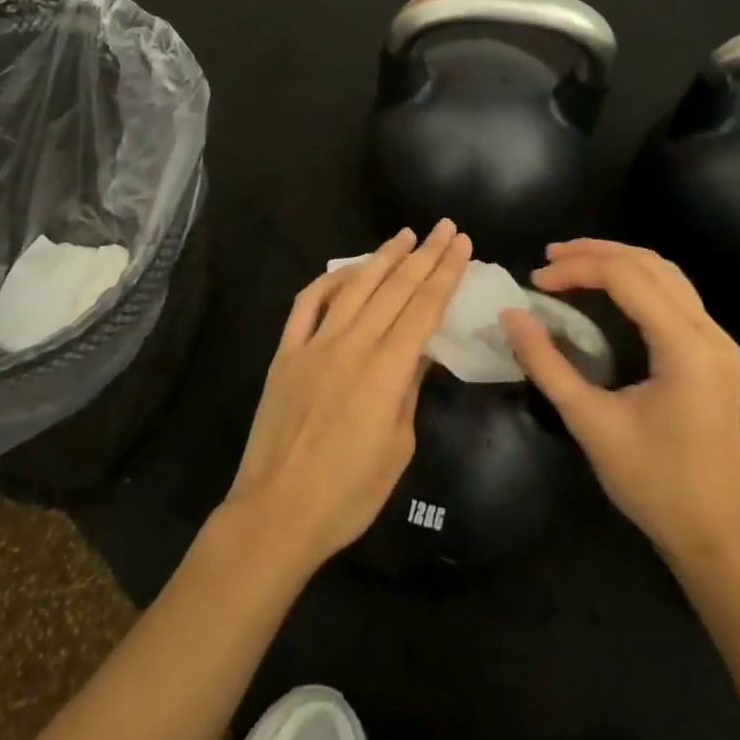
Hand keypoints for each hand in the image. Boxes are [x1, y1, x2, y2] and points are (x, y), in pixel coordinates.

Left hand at [225, 220, 471, 576]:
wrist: (277, 512)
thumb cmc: (348, 494)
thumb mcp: (398, 447)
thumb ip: (409, 390)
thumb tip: (422, 351)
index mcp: (385, 370)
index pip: (424, 308)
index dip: (445, 272)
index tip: (461, 244)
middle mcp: (351, 345)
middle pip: (395, 288)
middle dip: (424, 254)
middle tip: (445, 227)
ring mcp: (314, 344)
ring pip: (354, 286)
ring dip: (382, 257)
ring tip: (405, 235)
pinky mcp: (286, 352)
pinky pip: (307, 304)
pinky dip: (329, 281)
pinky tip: (346, 270)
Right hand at [502, 239, 739, 568]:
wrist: (716, 537)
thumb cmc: (653, 484)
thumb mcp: (590, 423)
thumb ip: (547, 364)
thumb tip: (510, 315)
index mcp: (686, 348)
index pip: (627, 278)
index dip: (577, 269)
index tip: (535, 281)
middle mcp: (711, 333)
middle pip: (650, 264)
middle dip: (595, 253)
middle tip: (548, 258)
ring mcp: (720, 342)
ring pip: (666, 273)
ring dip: (618, 260)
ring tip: (571, 263)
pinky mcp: (716, 353)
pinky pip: (676, 294)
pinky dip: (638, 279)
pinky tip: (608, 287)